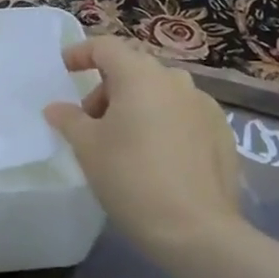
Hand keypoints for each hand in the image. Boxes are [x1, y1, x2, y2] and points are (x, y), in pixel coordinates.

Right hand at [44, 38, 243, 258]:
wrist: (197, 230)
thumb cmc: (131, 179)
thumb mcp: (87, 148)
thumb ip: (69, 120)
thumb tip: (56, 108)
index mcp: (140, 75)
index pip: (105, 46)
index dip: (81, 53)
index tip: (65, 70)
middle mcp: (175, 80)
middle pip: (133, 69)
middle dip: (107, 88)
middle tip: (91, 123)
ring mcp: (204, 105)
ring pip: (160, 92)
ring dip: (137, 105)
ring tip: (124, 142)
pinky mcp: (222, 132)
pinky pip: (183, 114)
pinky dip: (164, 123)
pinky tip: (157, 158)